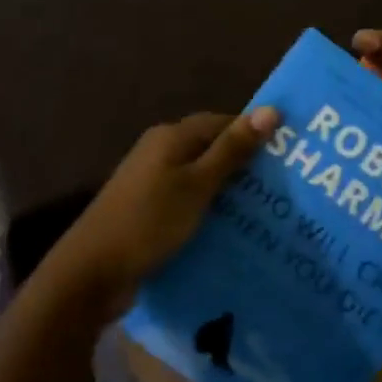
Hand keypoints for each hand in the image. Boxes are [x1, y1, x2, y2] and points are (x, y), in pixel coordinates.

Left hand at [40, 107, 281, 320]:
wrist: (92, 272)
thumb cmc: (149, 222)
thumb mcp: (197, 185)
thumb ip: (232, 150)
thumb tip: (270, 109)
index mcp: (171, 137)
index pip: (222, 122)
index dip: (254, 134)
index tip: (289, 154)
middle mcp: (160, 152)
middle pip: (211, 149)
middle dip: (245, 166)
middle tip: (285, 188)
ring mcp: (151, 182)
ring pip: (201, 178)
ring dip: (229, 192)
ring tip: (268, 211)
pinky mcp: (148, 210)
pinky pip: (188, 201)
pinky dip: (210, 210)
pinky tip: (232, 229)